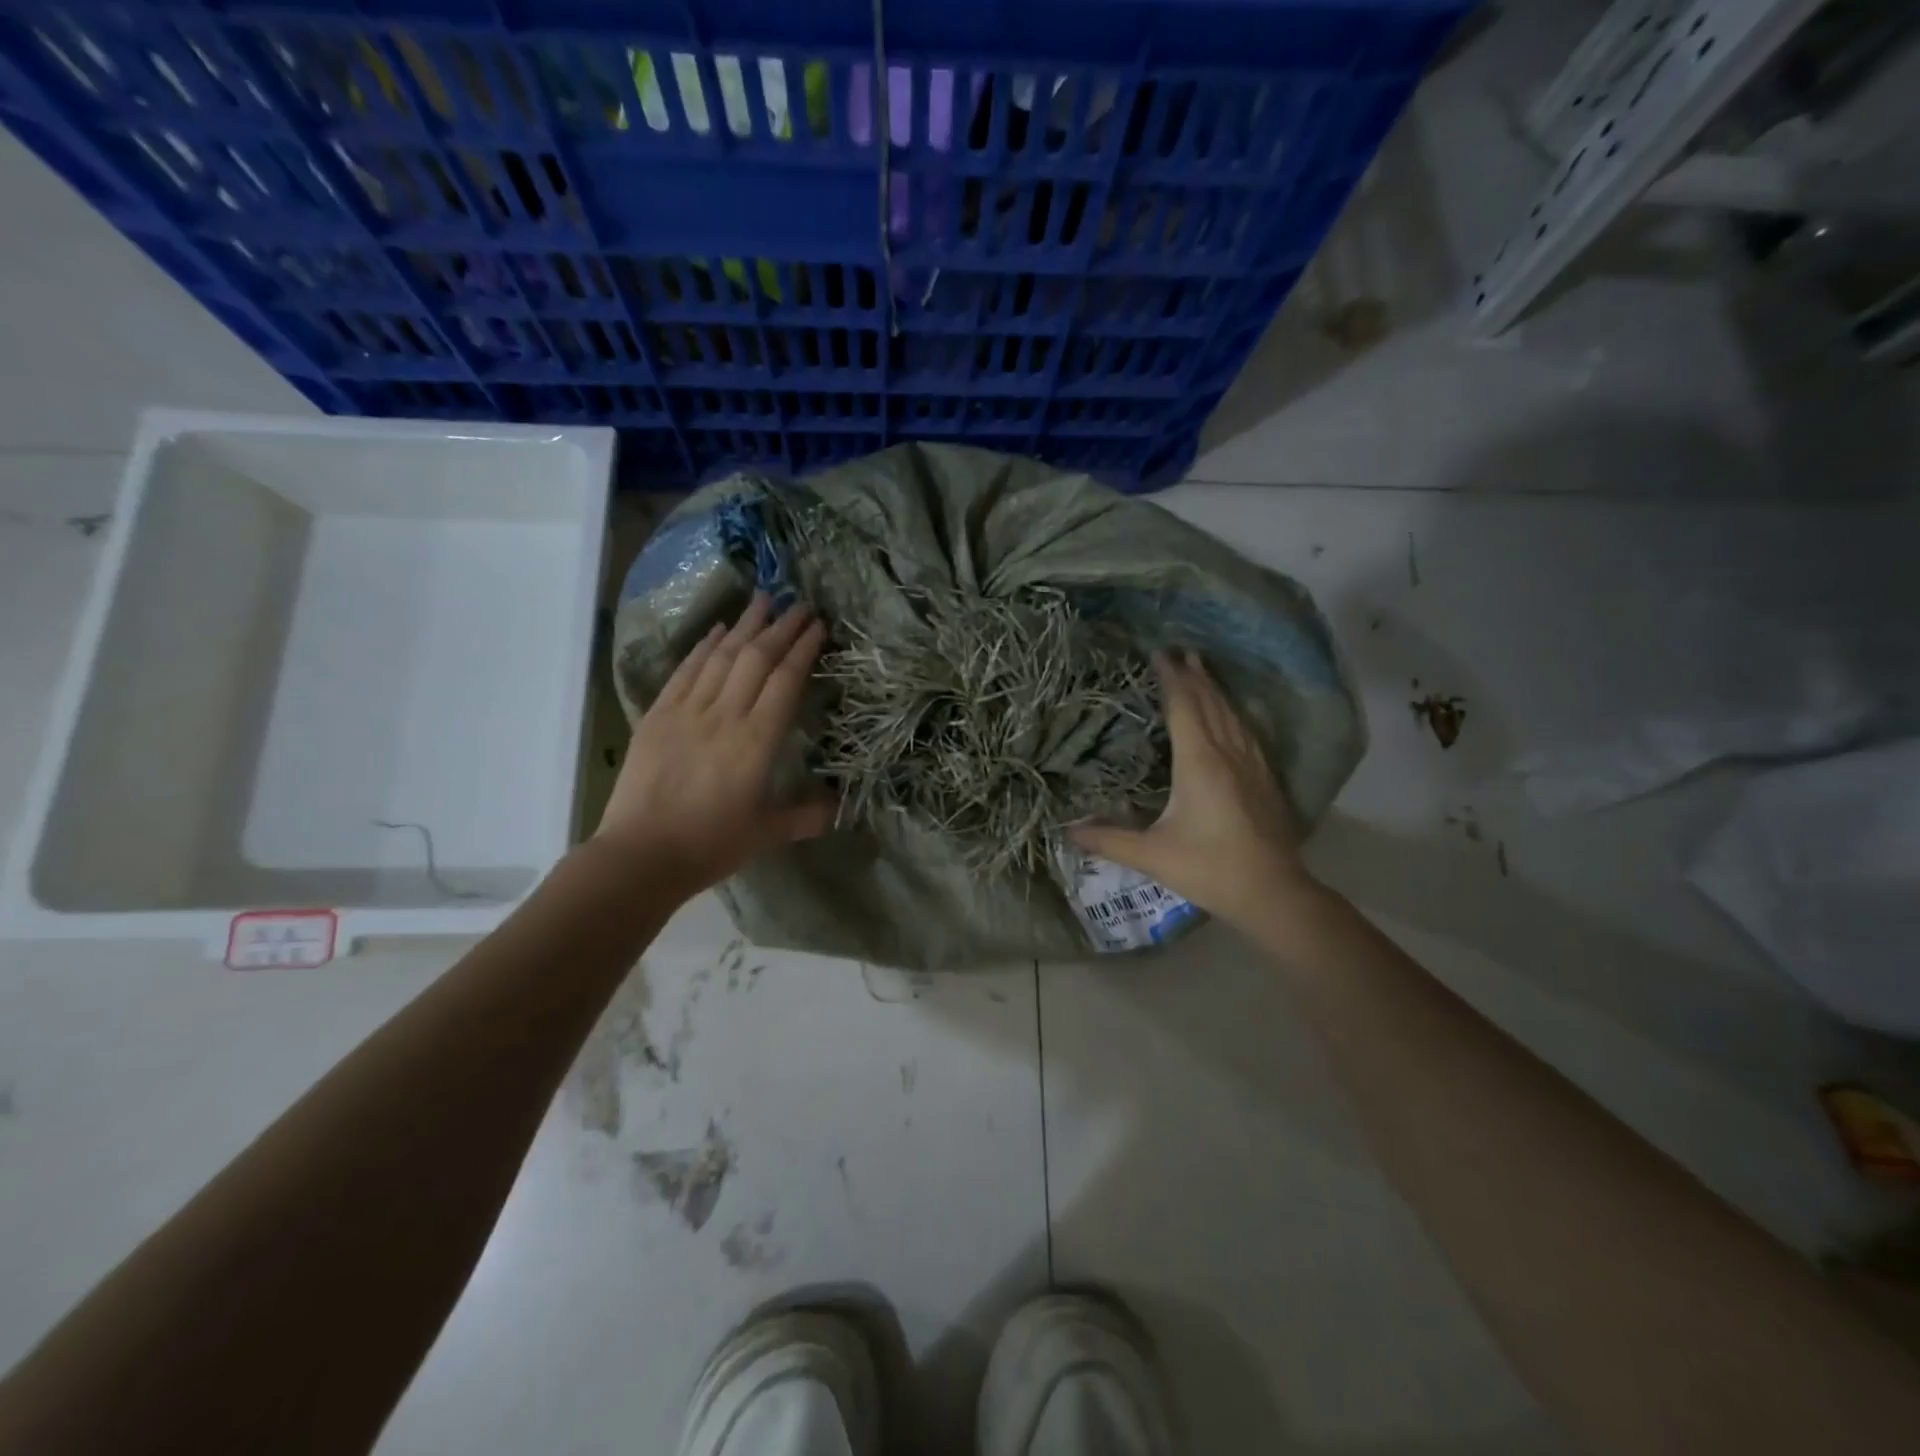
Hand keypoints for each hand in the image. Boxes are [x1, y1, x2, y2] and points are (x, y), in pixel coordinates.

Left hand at [594, 592, 833, 898]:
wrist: (640, 855)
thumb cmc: (710, 845)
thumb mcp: (766, 833)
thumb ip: (805, 816)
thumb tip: (837, 809)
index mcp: (756, 741)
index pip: (785, 681)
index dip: (803, 649)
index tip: (817, 625)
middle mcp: (723, 716)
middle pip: (755, 659)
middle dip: (781, 628)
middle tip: (799, 604)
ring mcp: (686, 712)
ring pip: (720, 657)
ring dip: (744, 626)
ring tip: (763, 601)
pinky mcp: (657, 716)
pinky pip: (684, 672)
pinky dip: (703, 647)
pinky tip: (717, 631)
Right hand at [1072, 649, 1319, 928]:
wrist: (1273, 893)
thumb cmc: (1209, 868)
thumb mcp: (1152, 855)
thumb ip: (1109, 840)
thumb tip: (1068, 831)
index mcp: (1200, 763)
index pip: (1184, 707)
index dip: (1171, 679)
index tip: (1160, 653)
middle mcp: (1228, 754)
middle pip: (1210, 704)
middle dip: (1194, 676)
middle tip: (1181, 651)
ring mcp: (1252, 765)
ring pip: (1232, 716)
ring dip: (1215, 691)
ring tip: (1204, 671)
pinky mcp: (1266, 780)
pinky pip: (1246, 733)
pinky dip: (1233, 714)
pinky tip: (1232, 717)